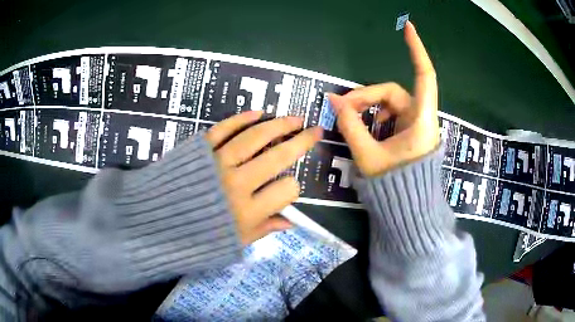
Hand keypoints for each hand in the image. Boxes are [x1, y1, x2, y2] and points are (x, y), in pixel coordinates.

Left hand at [205, 111, 322, 244]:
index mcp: (247, 212)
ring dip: (278, 125)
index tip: (288, 187)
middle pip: (277, 157)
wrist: (155, 222)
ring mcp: (217, 163)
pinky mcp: (199, 149)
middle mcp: (236, 184)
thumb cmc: (195, 238)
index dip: (293, 187)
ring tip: (295, 118)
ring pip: (254, 138)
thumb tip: (290, 222)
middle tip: (314, 130)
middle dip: (300, 142)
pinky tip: (258, 112)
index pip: (287, 190)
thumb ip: (263, 230)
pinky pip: (223, 129)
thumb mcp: (233, 243)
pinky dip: (241, 119)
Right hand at [329, 21, 439, 176]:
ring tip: (352, 124)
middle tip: (342, 109)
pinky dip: (376, 118)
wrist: (409, 211)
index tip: (408, 27)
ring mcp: (417, 125)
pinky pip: (391, 115)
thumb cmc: (394, 187)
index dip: (416, 50)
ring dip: (369, 109)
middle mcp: (422, 118)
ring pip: (390, 104)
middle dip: (366, 97)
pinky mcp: (411, 132)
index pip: (424, 75)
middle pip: (393, 93)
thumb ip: (350, 126)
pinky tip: (367, 132)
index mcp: (421, 120)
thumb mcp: (368, 156)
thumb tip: (333, 101)